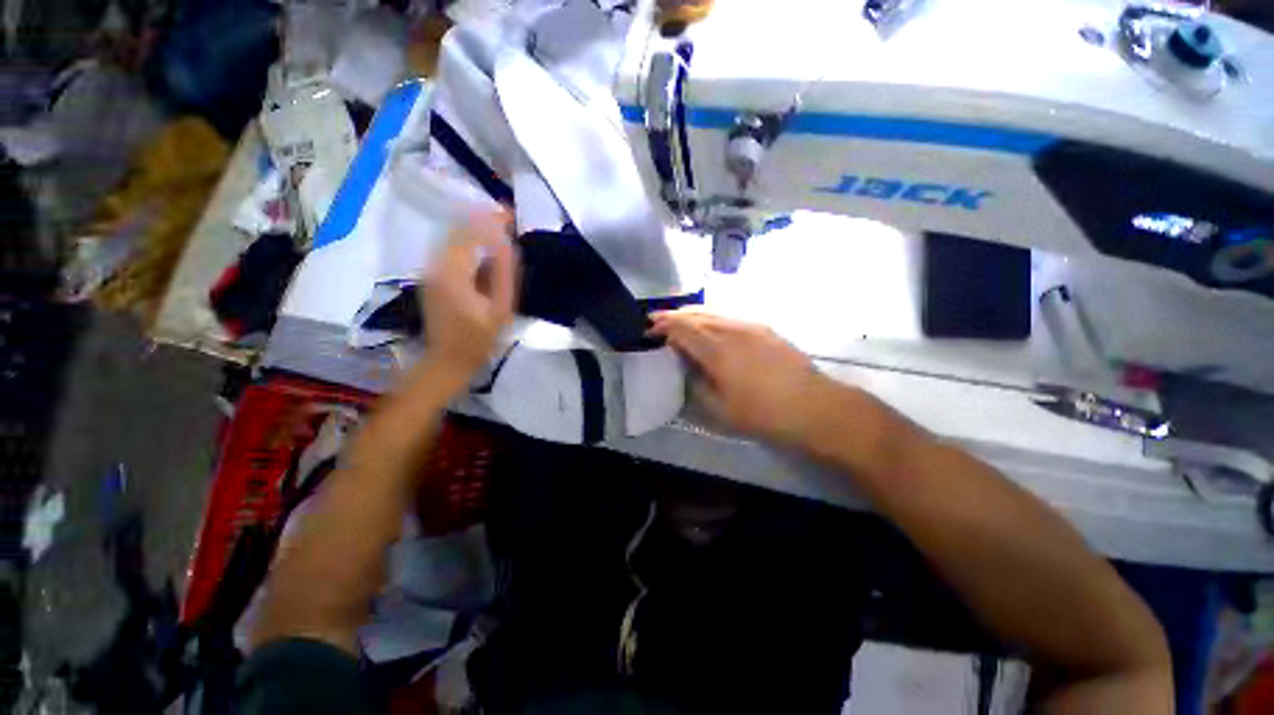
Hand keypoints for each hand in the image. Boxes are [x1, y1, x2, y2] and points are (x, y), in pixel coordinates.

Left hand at [420, 211, 517, 383]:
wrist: (448, 360)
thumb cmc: (479, 339)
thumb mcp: (501, 308)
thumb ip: (503, 272)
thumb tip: (507, 241)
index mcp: (452, 271)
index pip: (471, 231)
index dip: (492, 218)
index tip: (513, 214)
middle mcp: (435, 263)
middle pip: (458, 228)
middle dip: (483, 220)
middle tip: (509, 220)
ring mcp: (429, 269)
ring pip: (452, 237)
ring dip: (476, 230)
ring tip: (501, 231)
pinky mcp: (431, 276)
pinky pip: (450, 250)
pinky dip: (468, 243)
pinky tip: (485, 249)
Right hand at [649, 309, 834, 445]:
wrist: (813, 406)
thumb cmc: (763, 414)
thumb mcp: (720, 410)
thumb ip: (696, 386)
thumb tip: (684, 369)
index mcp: (717, 351)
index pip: (682, 329)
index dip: (663, 327)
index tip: (649, 330)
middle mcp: (731, 330)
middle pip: (696, 315)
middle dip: (673, 316)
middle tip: (657, 320)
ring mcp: (750, 325)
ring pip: (713, 311)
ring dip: (691, 313)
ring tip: (679, 319)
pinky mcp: (763, 327)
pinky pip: (729, 314)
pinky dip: (711, 315)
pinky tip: (709, 323)